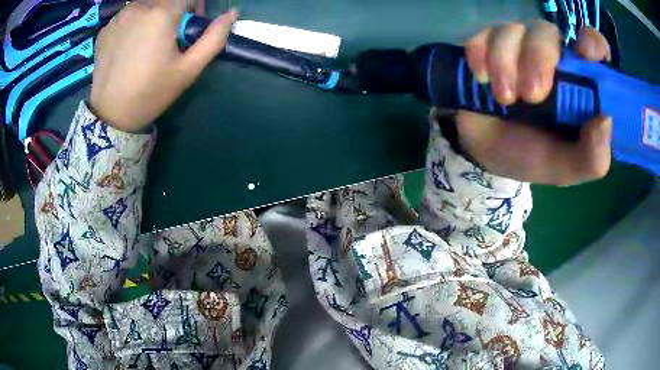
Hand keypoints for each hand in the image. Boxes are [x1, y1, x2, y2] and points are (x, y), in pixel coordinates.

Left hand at [90, 1, 236, 131]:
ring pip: (145, 4)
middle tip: (168, 34)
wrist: (111, 115)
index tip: (191, 23)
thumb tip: (231, 14)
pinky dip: (133, 22)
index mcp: (161, 14)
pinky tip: (129, 45)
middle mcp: (139, 8)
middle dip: (173, 10)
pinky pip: (126, 15)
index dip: (194, 6)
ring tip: (147, 40)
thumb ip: (213, 38)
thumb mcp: (188, 69)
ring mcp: (118, 17)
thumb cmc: (151, 92)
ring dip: (152, 14)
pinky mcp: (105, 29)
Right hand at [456, 23, 611, 185]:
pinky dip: (480, 55)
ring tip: (503, 99)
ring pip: (514, 29)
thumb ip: (591, 157)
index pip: (593, 46)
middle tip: (531, 96)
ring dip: (505, 63)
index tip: (585, 55)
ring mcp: (517, 46)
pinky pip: (484, 34)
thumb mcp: (565, 168)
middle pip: (548, 31)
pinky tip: (482, 79)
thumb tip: (605, 121)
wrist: (481, 152)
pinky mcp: (487, 43)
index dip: (592, 43)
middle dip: (538, 58)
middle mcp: (550, 56)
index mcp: (577, 83)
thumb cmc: (529, 156)